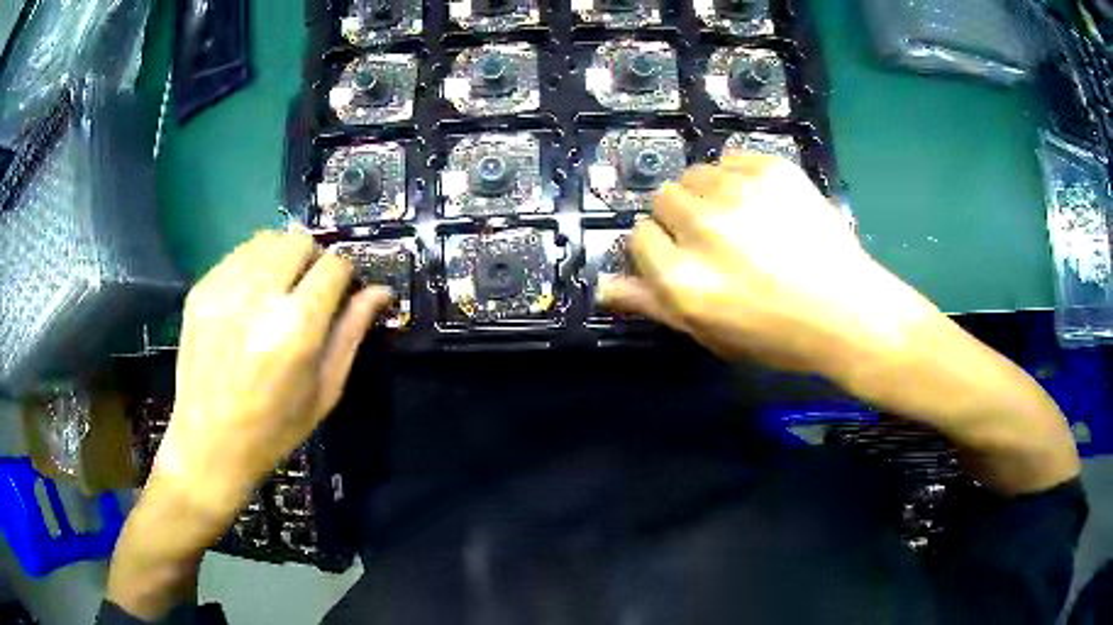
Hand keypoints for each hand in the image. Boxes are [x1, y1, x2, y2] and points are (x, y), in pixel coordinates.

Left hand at [108, 231, 389, 619]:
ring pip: (267, 240)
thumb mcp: (324, 391)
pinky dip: (253, 266)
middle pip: (299, 241)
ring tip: (279, 289)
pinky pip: (238, 255)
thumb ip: (351, 334)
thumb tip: (379, 291)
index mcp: (296, 329)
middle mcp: (259, 298)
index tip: (341, 290)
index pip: (333, 266)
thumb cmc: (274, 428)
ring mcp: (224, 290)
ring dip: (283, 257)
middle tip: (309, 290)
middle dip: (313, 259)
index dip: (345, 274)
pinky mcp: (201, 290)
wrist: (209, 443)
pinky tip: (250, 298)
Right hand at [600, 154, 938, 378]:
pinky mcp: (772, 169)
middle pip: (662, 197)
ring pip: (696, 174)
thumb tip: (602, 286)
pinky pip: (733, 158)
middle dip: (680, 217)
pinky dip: (739, 177)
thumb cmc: (776, 335)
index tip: (684, 256)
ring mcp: (739, 192)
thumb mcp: (709, 333)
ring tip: (742, 219)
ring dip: (709, 194)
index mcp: (681, 278)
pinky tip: (763, 203)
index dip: (660, 246)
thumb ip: (653, 305)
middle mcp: (702, 228)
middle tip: (715, 238)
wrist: (847, 311)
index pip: (639, 236)